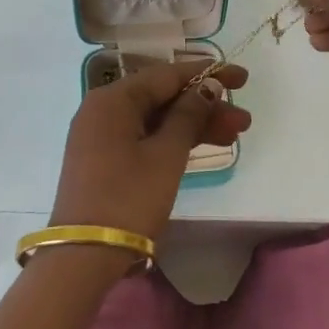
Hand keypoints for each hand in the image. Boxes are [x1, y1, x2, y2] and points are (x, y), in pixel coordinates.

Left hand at [49, 60, 251, 253]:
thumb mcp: (166, 154)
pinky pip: (144, 137)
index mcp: (113, 99)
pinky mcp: (104, 159)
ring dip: (194, 124)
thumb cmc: (129, 198)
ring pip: (155, 119)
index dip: (207, 73)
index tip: (242, 77)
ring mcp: (101, 136)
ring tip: (235, 134)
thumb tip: (207, 86)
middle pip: (162, 97)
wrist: (84, 255)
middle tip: (243, 120)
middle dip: (205, 105)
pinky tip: (203, 145)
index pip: (166, 75)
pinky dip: (173, 140)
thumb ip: (189, 115)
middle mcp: (103, 110)